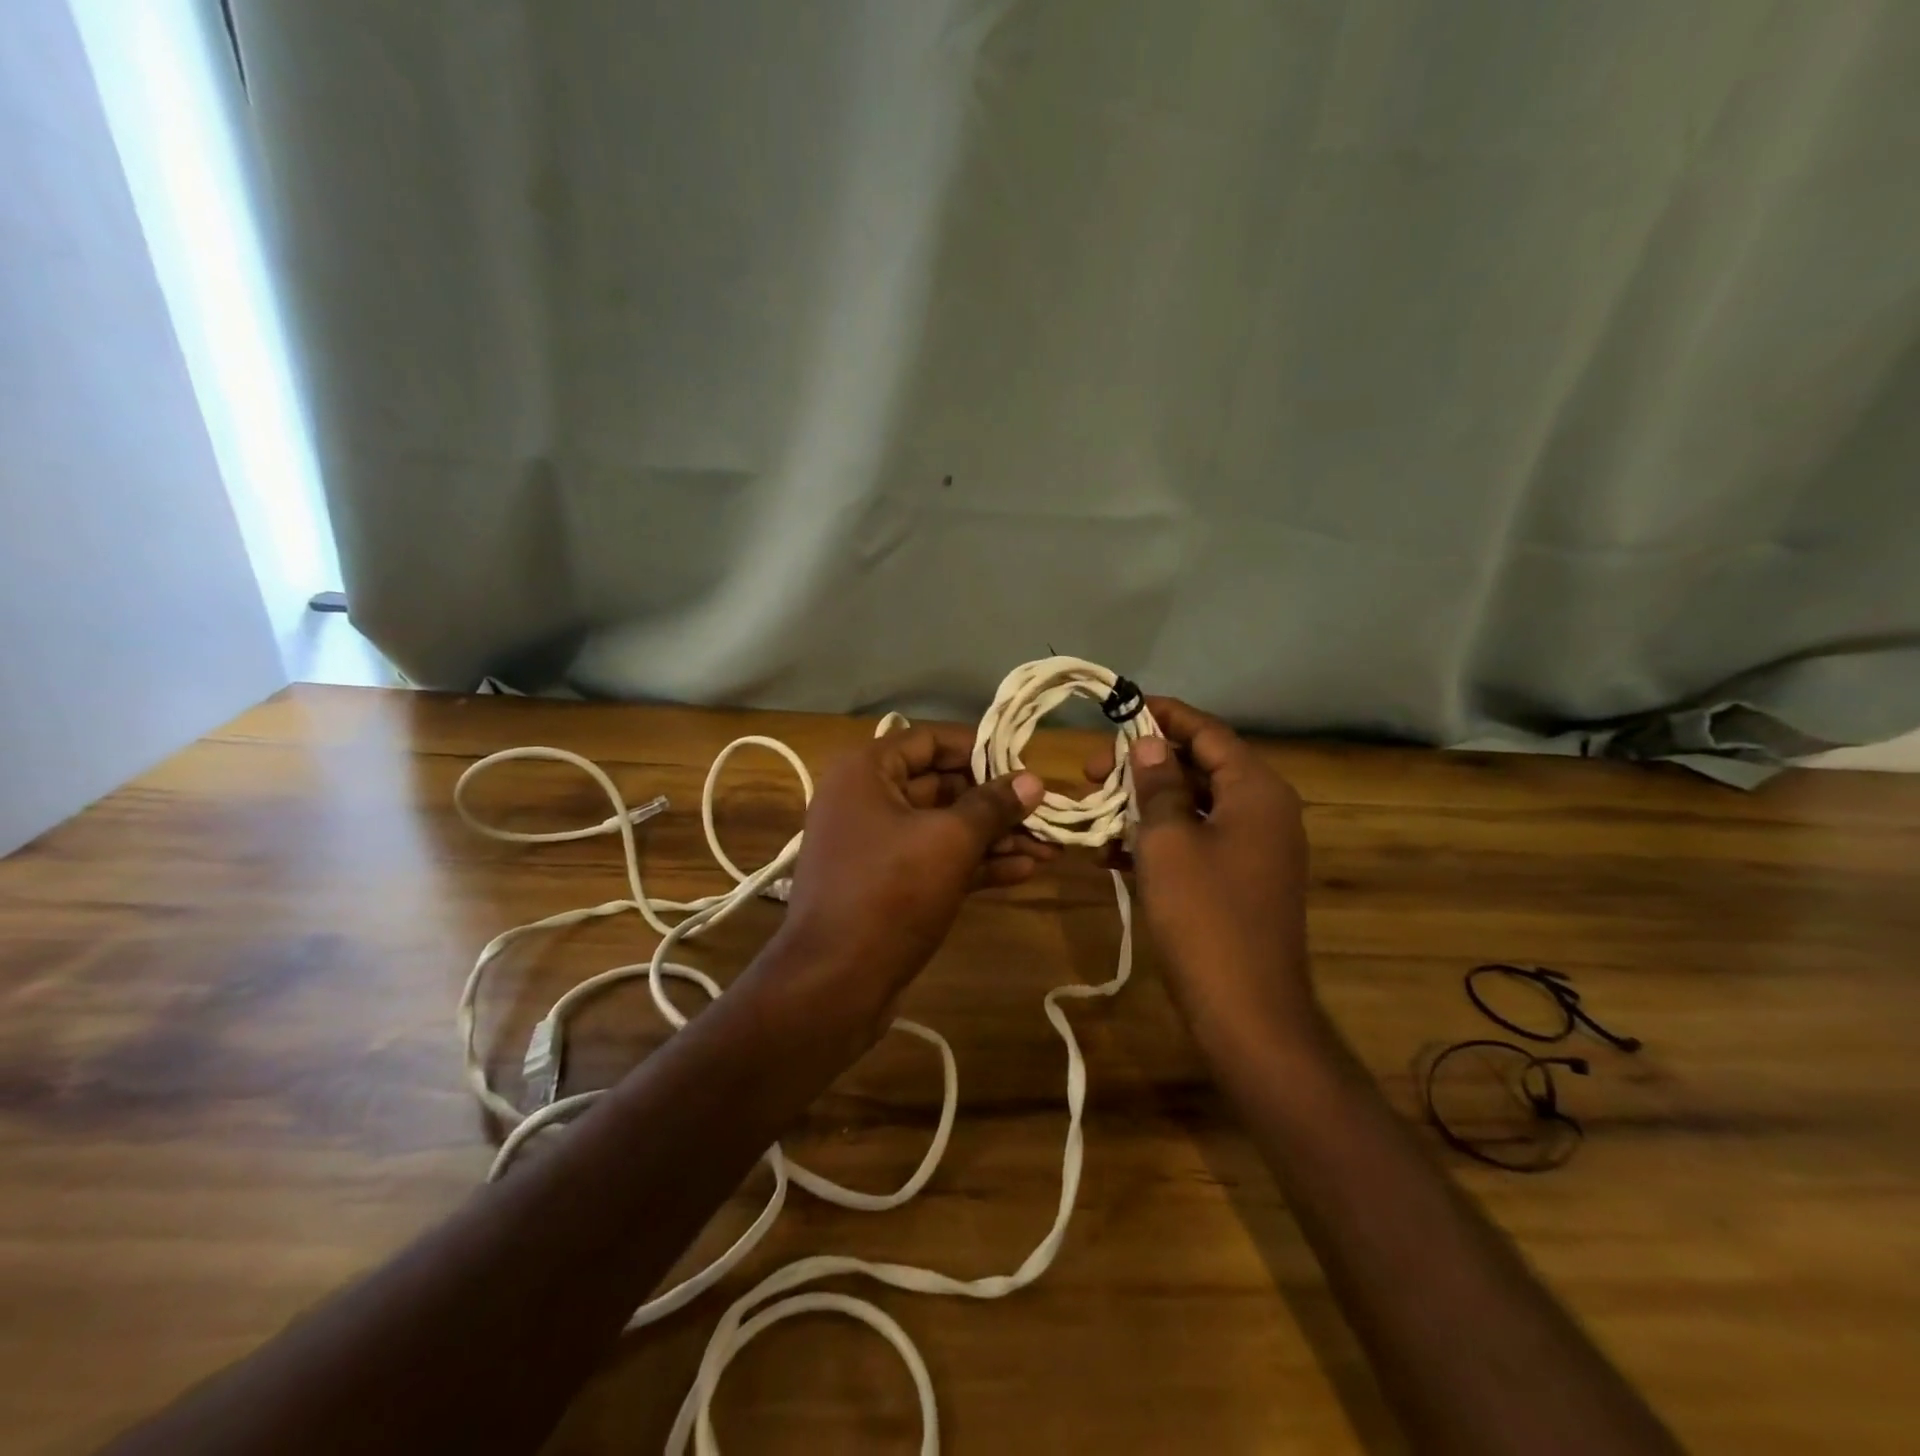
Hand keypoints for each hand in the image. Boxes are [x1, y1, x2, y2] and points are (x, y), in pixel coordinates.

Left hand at [775, 721, 1049, 1021]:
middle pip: (941, 785)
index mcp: (866, 771)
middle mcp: (866, 799)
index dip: (980, 749)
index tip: (1024, 765)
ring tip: (1049, 847)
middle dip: (996, 802)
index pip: (931, 740)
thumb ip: (993, 806)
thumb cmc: (890, 893)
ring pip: (943, 827)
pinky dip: (976, 863)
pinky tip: (1024, 871)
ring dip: (995, 837)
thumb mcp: (949, 842)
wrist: (834, 984)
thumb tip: (1033, 780)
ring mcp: (876, 844)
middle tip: (1046, 813)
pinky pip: (936, 859)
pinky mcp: (888, 884)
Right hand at [1087, 697, 1315, 1042]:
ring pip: (1192, 806)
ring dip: (1144, 804)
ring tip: (1096, 811)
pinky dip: (1158, 839)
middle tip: (1091, 772)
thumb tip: (1148, 744)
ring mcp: (1254, 848)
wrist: (1246, 1010)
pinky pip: (1196, 841)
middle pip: (1199, 767)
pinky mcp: (1239, 880)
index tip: (1119, 710)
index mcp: (1255, 790)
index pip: (1207, 732)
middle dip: (1143, 765)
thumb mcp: (1168, 841)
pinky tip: (1112, 853)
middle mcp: (1263, 811)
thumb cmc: (1204, 916)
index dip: (1162, 716)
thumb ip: (1157, 784)